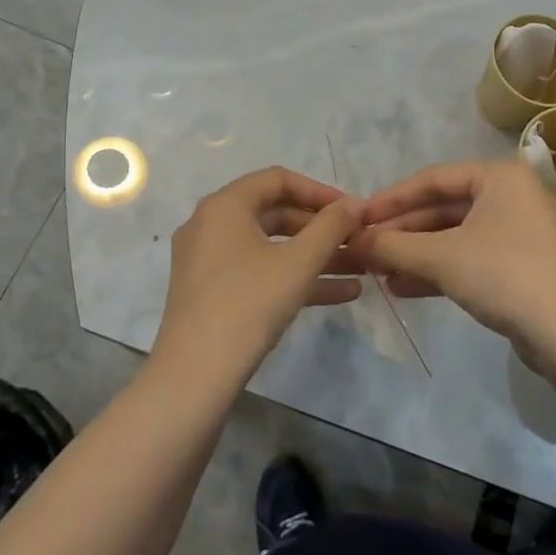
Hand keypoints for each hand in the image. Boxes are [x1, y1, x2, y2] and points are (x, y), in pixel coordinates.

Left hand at [153, 167, 364, 380]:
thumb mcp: (298, 263)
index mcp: (225, 205)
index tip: (352, 210)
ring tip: (360, 268)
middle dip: (321, 229)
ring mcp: (209, 260)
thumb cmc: (248, 304)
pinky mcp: (212, 292)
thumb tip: (354, 204)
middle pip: (275, 213)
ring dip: (315, 256)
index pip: (279, 179)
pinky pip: (260, 272)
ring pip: (271, 247)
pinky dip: (295, 277)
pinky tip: (341, 294)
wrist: (194, 375)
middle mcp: (212, 224)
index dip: (320, 191)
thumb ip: (330, 227)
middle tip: (358, 240)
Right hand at [351, 160, 555, 350]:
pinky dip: (436, 270)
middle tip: (364, 247)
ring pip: (453, 236)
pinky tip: (402, 287)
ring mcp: (516, 233)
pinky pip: (468, 259)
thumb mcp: (440, 257)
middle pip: (442, 208)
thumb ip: (393, 246)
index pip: (432, 179)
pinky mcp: (518, 267)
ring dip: (414, 253)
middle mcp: (509, 197)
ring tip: (376, 271)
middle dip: (402, 231)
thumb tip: (353, 241)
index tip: (358, 217)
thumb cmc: (503, 274)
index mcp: (498, 177)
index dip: (391, 199)